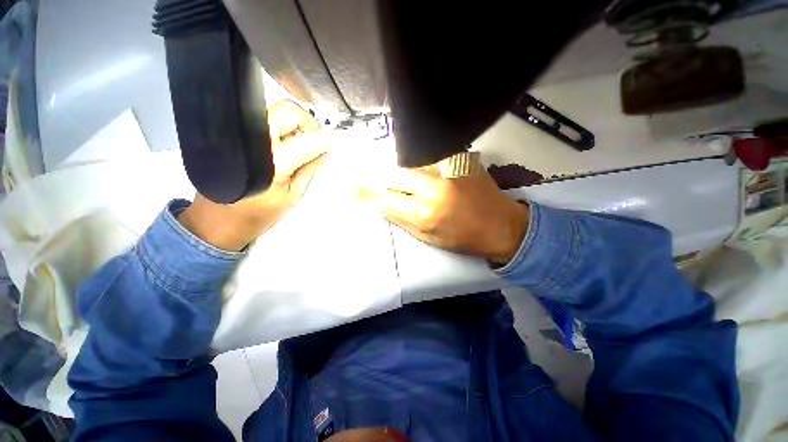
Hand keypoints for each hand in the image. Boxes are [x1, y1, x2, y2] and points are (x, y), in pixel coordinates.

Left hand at [179, 100, 330, 250]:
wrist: (216, 221)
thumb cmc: (258, 215)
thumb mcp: (293, 195)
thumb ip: (310, 168)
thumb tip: (325, 150)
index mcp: (272, 163)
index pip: (307, 141)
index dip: (325, 139)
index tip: (336, 139)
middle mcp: (254, 142)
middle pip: (288, 111)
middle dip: (307, 124)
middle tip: (313, 143)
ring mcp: (239, 136)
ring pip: (275, 113)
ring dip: (293, 127)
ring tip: (296, 151)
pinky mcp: (233, 136)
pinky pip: (264, 122)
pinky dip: (280, 131)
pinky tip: (281, 151)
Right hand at [358, 167, 528, 263]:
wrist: (501, 225)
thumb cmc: (464, 238)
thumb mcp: (429, 238)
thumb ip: (403, 220)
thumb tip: (384, 205)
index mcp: (425, 213)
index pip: (387, 200)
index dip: (369, 195)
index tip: (354, 190)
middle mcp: (434, 187)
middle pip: (397, 174)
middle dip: (385, 178)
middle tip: (380, 181)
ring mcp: (448, 170)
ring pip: (413, 162)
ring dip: (404, 170)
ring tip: (404, 178)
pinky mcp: (460, 160)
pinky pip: (431, 157)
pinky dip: (422, 163)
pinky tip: (424, 171)